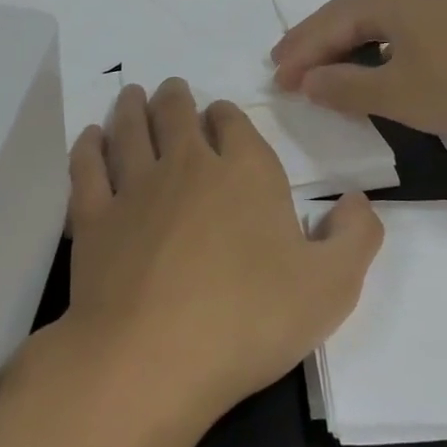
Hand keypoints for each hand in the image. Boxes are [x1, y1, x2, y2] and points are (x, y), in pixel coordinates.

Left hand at [58, 79, 383, 423]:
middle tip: (171, 88)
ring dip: (132, 107)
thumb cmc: (250, 319)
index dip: (227, 115)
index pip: (234, 123)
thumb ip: (355, 236)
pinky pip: (88, 167)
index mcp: (245, 172)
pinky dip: (88, 146)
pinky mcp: (93, 218)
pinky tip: (90, 137)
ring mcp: (135, 188)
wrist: (153, 357)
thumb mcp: (332, 286)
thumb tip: (358, 200)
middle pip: (177, 114)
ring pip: (130, 130)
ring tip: (132, 94)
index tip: (221, 115)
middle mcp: (188, 165)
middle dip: (176, 97)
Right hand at [269, 0, 446, 140]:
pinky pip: (396, 28)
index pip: (326, 25)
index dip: (298, 55)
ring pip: (372, 22)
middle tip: (285, 66)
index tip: (275, 80)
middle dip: (313, 43)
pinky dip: (373, 48)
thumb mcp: (398, 94)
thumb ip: (345, 87)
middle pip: (345, 16)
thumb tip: (308, 80)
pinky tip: (373, 65)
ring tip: (320, 68)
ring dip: (343, 46)